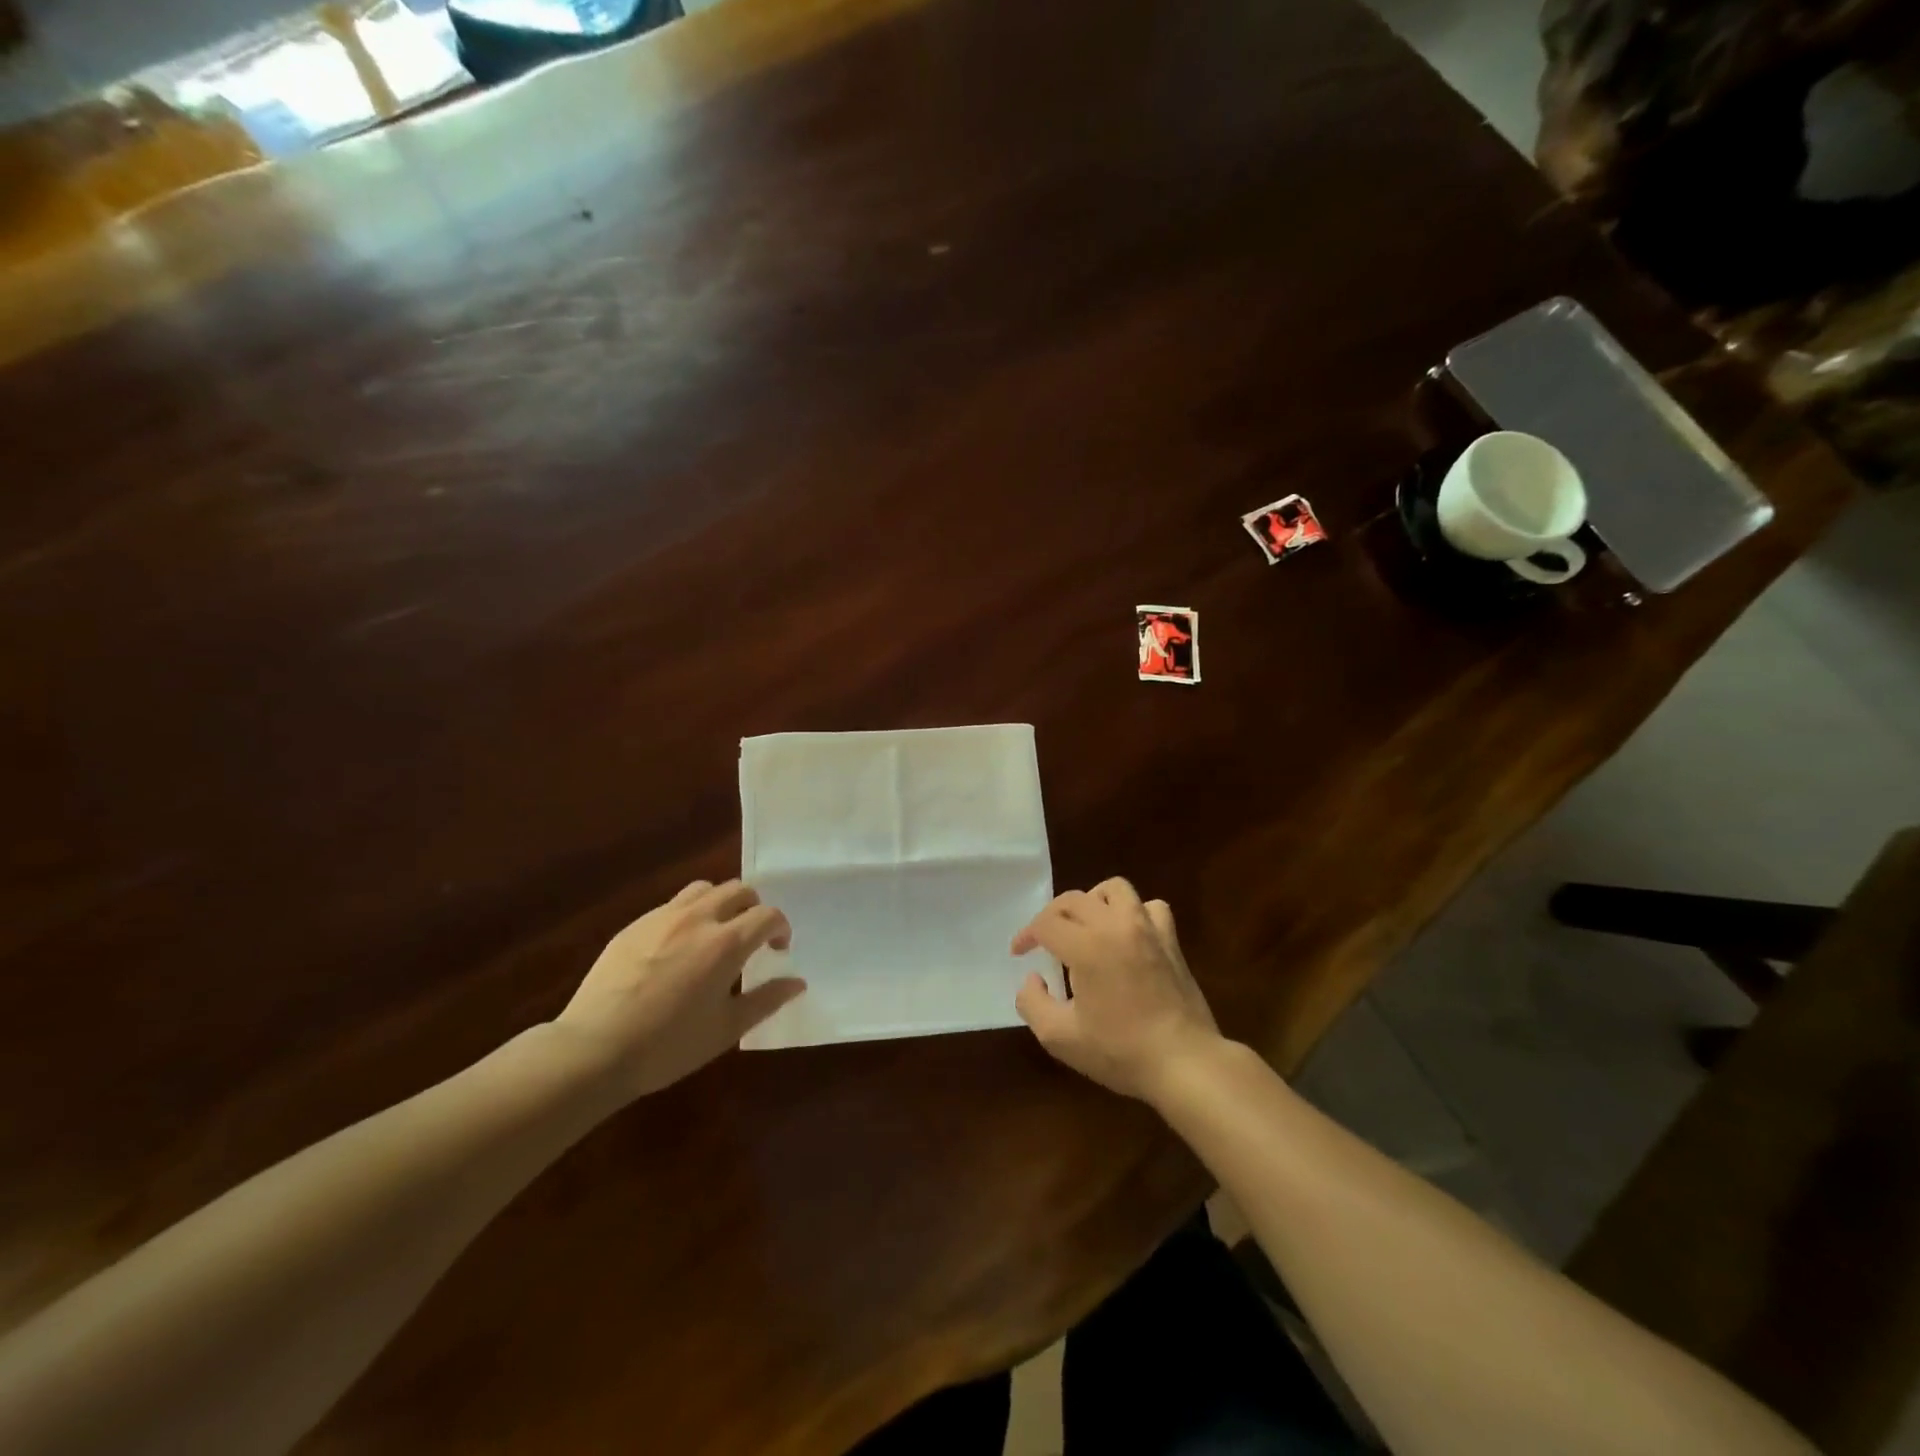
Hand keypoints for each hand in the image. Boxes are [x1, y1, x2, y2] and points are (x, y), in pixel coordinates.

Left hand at [552, 880, 805, 1102]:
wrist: (594, 1049)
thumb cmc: (668, 1045)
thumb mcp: (726, 1030)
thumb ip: (766, 1000)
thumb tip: (797, 983)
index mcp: (726, 943)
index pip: (768, 915)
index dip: (781, 928)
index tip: (778, 950)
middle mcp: (698, 919)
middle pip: (739, 890)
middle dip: (754, 909)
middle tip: (751, 938)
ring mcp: (662, 918)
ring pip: (704, 889)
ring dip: (721, 903)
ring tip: (716, 933)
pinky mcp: (634, 926)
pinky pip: (672, 905)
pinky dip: (689, 914)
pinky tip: (678, 948)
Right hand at [1012, 877, 1221, 1102]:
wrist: (1185, 1062)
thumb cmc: (1120, 1051)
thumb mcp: (1060, 1037)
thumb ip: (1033, 1003)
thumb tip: (1033, 977)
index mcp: (1086, 946)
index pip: (1046, 923)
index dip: (1027, 935)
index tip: (1019, 953)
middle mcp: (1115, 925)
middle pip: (1074, 899)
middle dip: (1051, 916)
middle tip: (1043, 941)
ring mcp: (1147, 928)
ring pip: (1114, 890)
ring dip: (1092, 902)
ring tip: (1085, 926)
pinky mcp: (1170, 940)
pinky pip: (1150, 907)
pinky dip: (1133, 913)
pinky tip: (1126, 935)